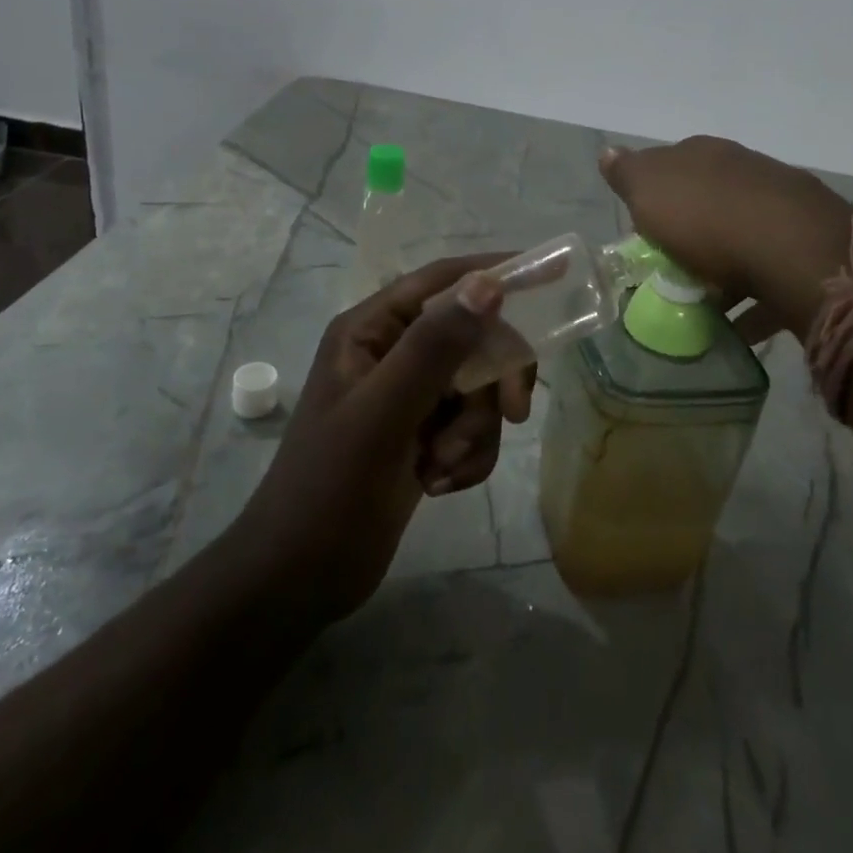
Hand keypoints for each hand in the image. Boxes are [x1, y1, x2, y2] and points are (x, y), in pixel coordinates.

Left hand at [229, 256, 522, 624]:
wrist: (298, 580)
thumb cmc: (330, 489)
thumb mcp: (383, 414)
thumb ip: (434, 347)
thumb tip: (488, 284)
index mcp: (372, 328)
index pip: (443, 280)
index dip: (496, 273)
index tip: (553, 276)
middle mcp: (393, 351)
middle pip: (472, 337)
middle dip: (491, 381)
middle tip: (513, 413)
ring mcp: (410, 394)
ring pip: (479, 386)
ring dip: (474, 430)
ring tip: (440, 466)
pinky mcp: (424, 433)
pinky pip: (472, 425)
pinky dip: (468, 455)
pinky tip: (437, 484)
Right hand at [600, 137, 852, 339]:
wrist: (794, 249)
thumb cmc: (706, 218)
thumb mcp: (648, 190)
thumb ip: (627, 173)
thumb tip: (608, 152)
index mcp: (704, 154)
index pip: (671, 167)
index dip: (655, 199)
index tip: (645, 234)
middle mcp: (745, 170)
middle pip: (708, 202)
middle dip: (692, 233)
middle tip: (672, 270)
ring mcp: (782, 205)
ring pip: (741, 236)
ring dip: (723, 268)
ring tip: (704, 307)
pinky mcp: (808, 246)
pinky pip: (769, 274)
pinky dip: (752, 299)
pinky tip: (739, 327)